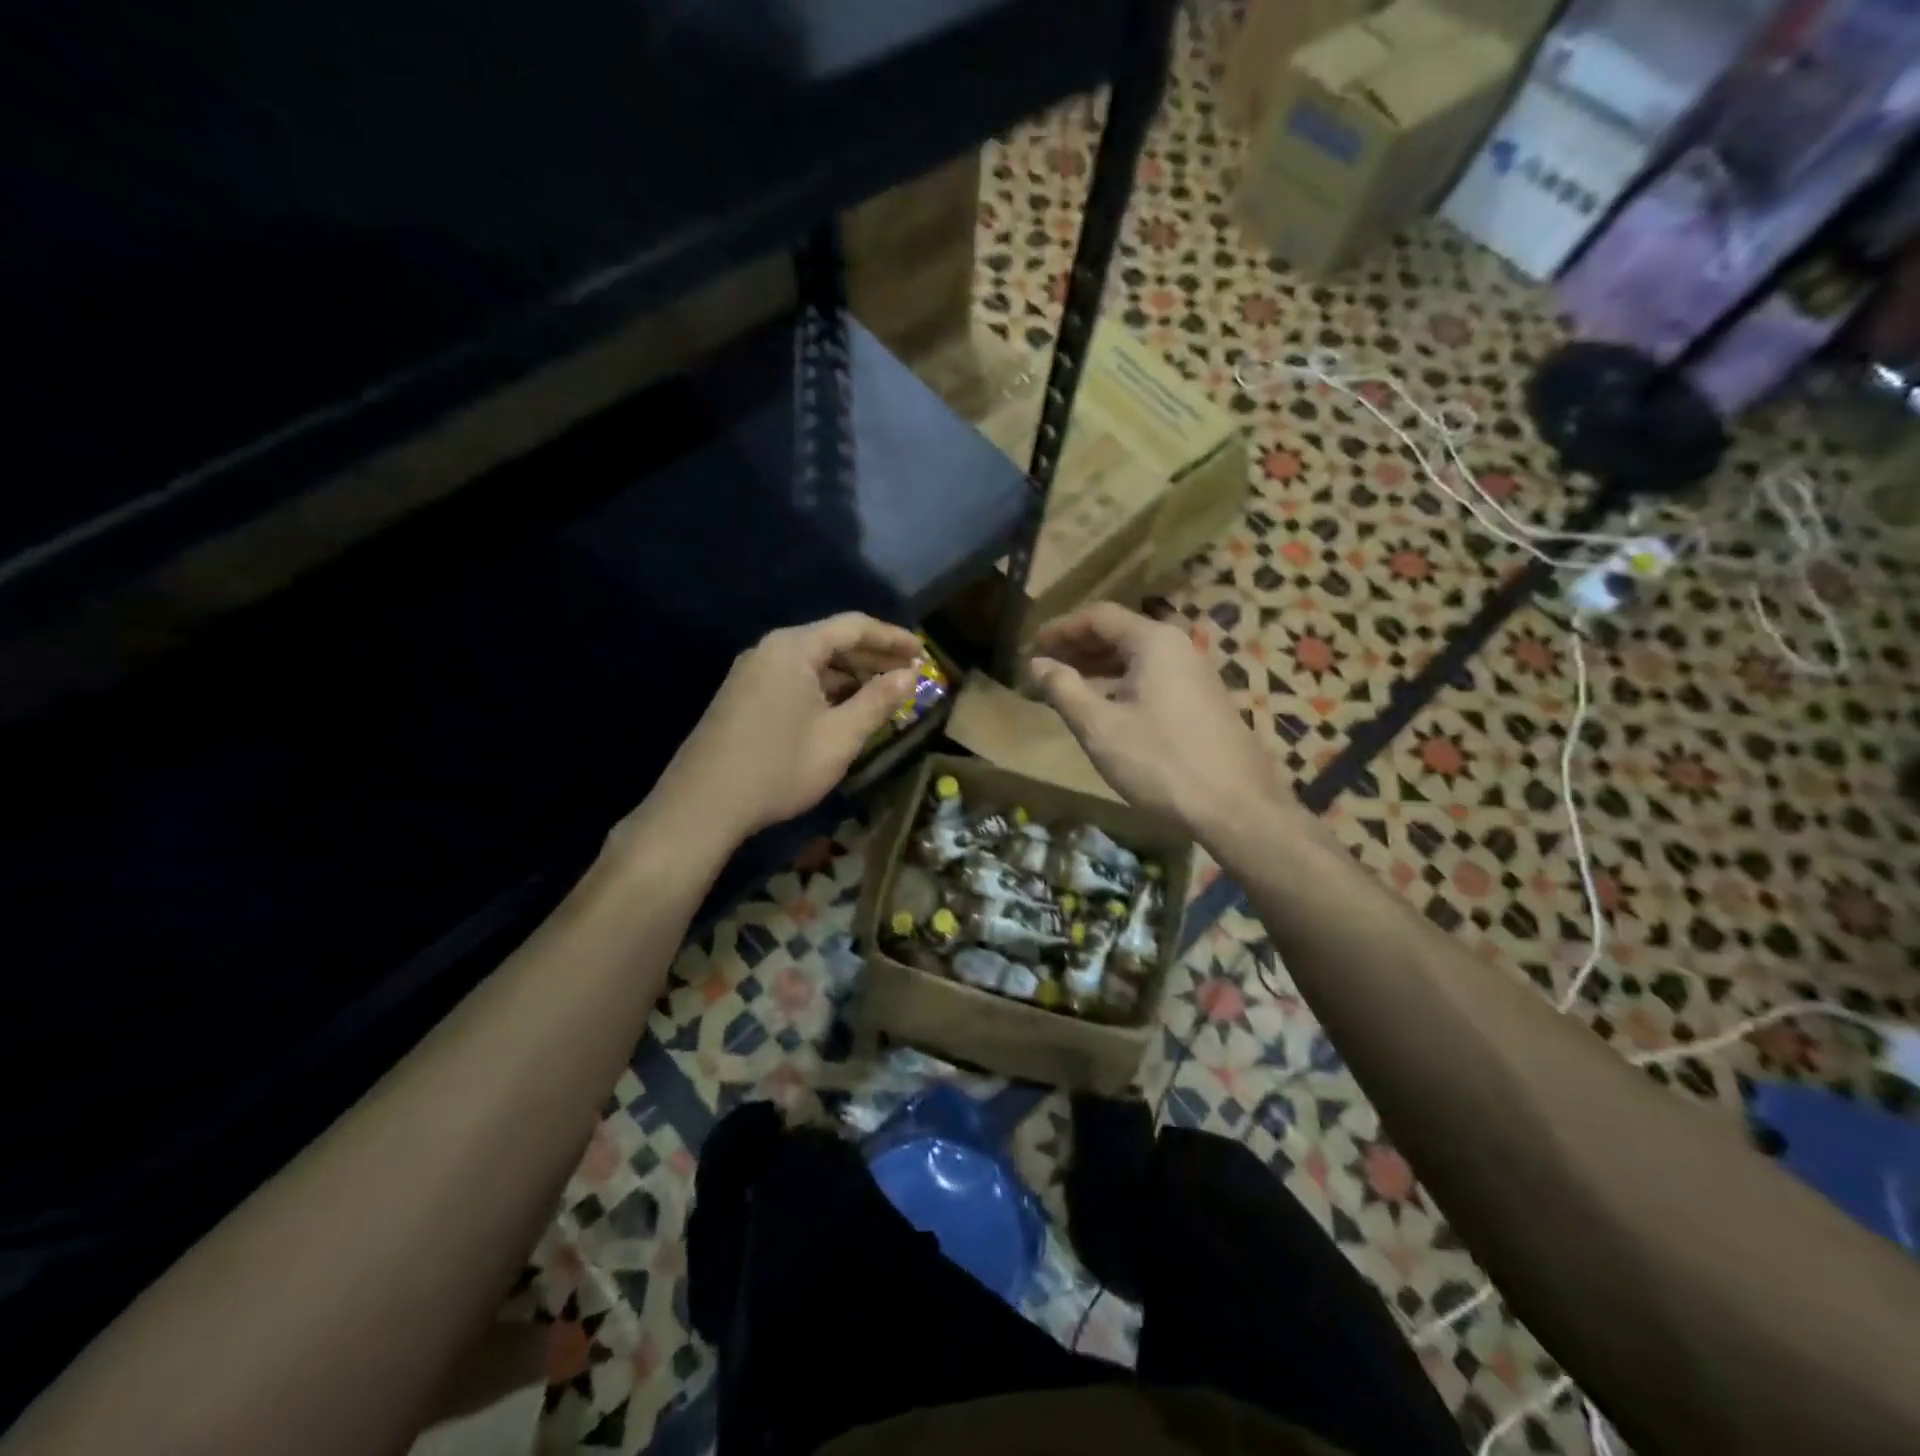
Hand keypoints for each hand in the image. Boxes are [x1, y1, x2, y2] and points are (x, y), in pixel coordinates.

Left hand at [651, 614, 921, 845]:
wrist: (702, 805)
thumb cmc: (779, 767)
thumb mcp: (840, 736)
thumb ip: (878, 701)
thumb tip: (910, 676)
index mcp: (793, 648)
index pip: (853, 627)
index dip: (892, 638)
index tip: (922, 652)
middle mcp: (769, 650)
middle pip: (831, 641)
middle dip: (872, 657)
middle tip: (908, 676)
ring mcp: (751, 673)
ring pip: (812, 663)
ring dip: (849, 676)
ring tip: (883, 695)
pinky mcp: (742, 696)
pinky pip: (794, 679)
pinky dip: (825, 689)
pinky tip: (843, 710)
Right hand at [1029, 603, 1287, 838]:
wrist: (1236, 807)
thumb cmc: (1159, 761)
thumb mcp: (1100, 727)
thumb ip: (1064, 690)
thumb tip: (1037, 664)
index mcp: (1153, 642)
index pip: (1099, 617)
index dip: (1061, 629)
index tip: (1033, 646)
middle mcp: (1178, 647)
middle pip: (1120, 633)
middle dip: (1079, 648)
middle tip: (1044, 667)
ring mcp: (1196, 674)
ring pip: (1138, 658)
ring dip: (1099, 668)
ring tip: (1067, 687)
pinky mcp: (1203, 700)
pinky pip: (1154, 678)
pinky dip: (1122, 684)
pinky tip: (1105, 708)